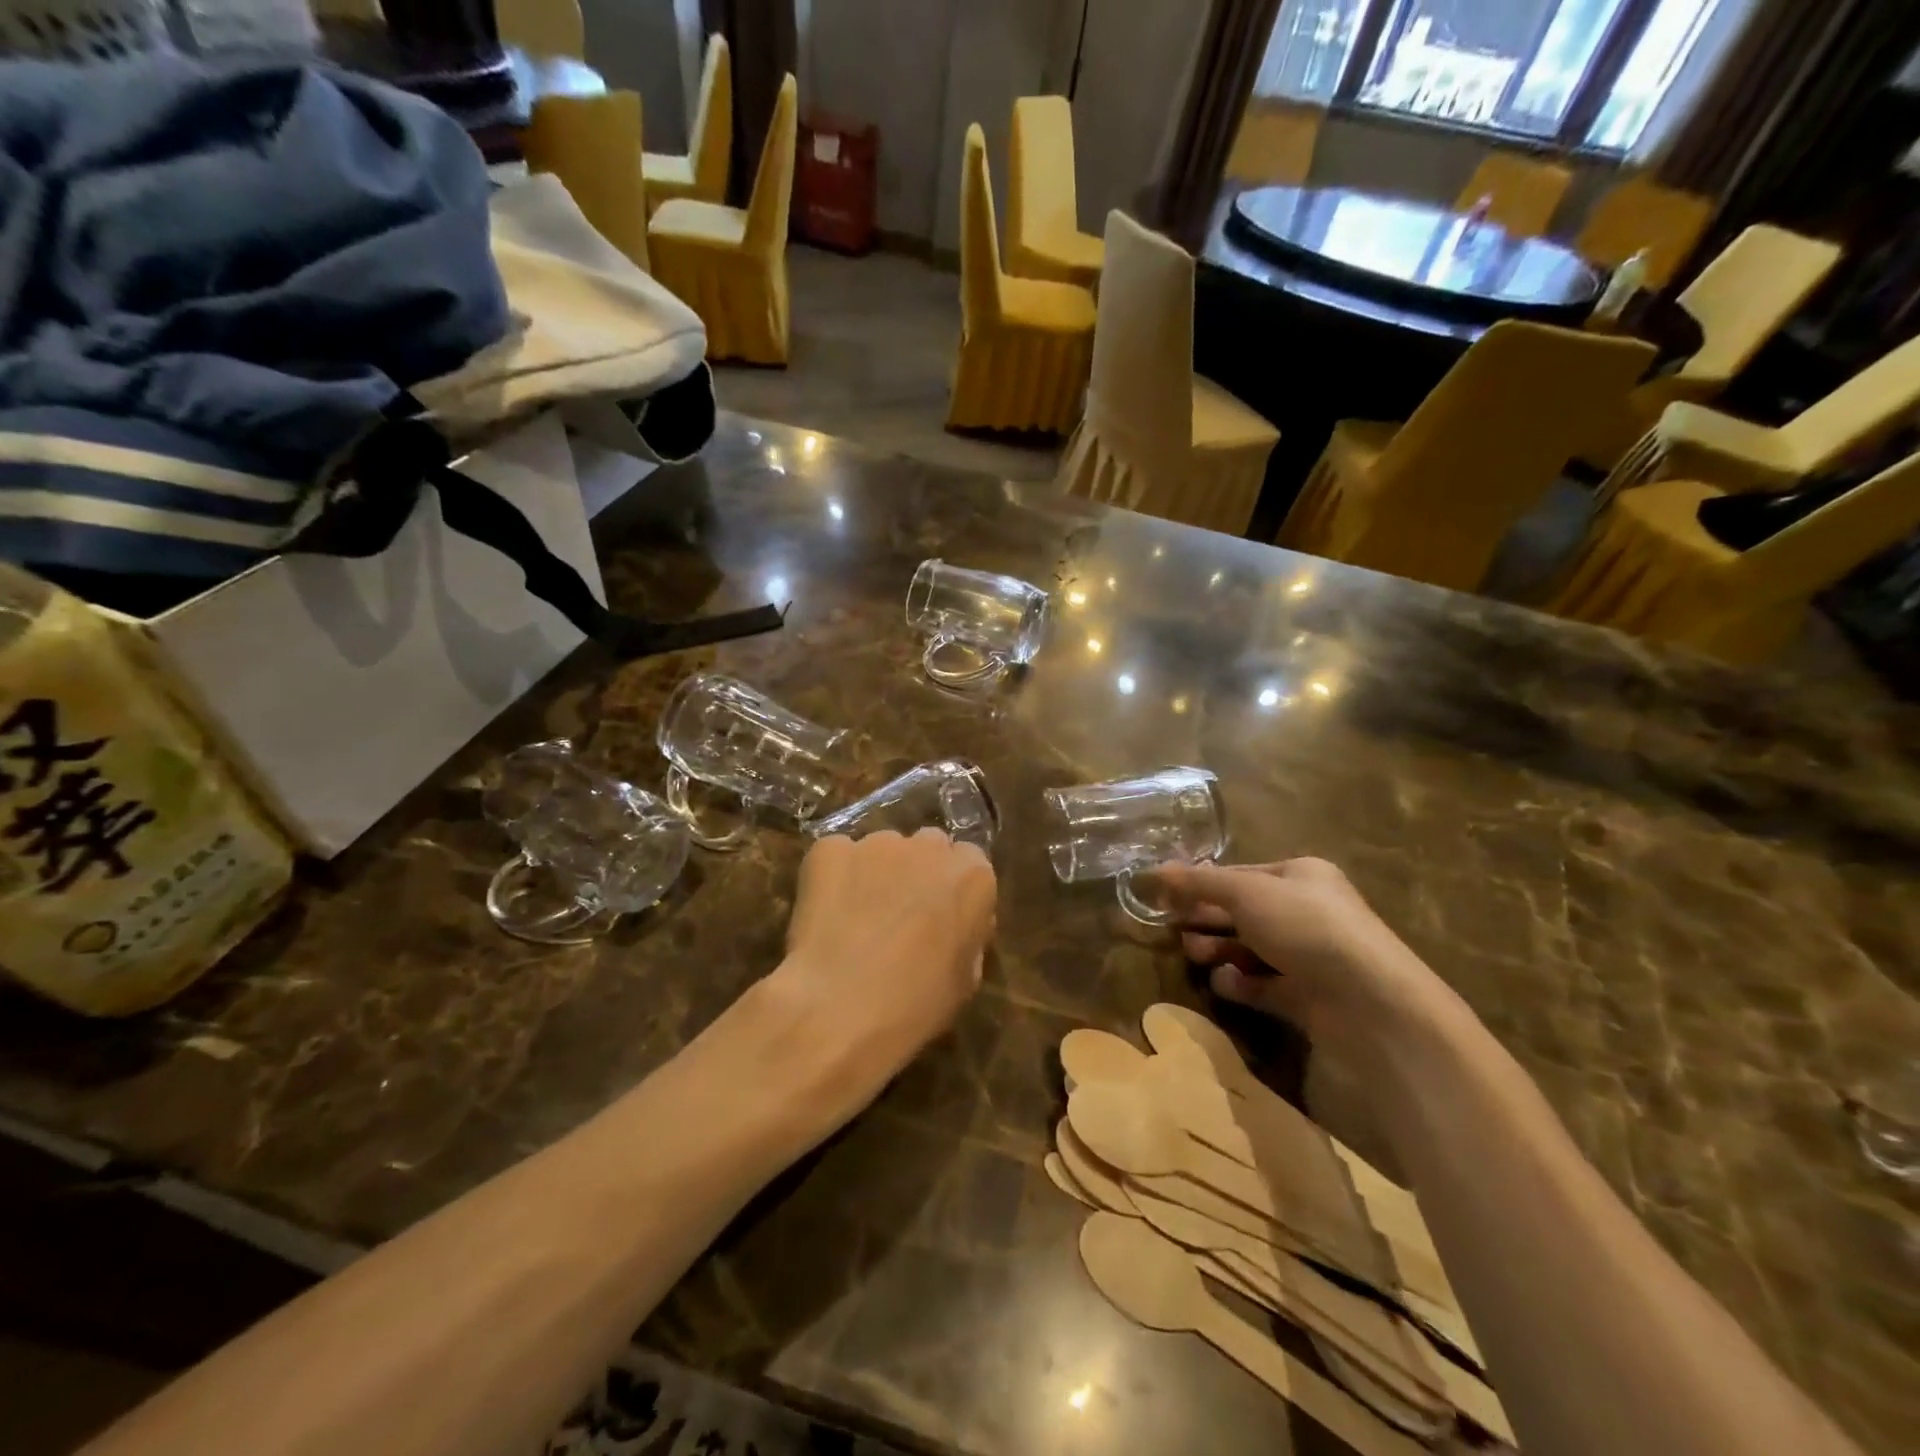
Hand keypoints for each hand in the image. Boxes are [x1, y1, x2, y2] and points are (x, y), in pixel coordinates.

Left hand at [770, 829, 996, 1096]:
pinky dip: (832, 878)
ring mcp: (877, 843)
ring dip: (875, 875)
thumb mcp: (965, 980)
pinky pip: (835, 856)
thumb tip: (954, 926)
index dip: (953, 890)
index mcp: (972, 876)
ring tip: (856, 920)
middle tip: (900, 915)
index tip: (941, 918)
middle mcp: (929, 846)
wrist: (839, 1009)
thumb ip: (967, 935)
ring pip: (881, 850)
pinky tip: (825, 915)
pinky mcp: (829, 849)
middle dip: (918, 873)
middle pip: (928, 847)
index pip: (970, 863)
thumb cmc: (915, 1005)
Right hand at [1152, 858, 1455, 1049]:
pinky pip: (1264, 984)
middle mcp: (1306, 911)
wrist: (1369, 1002)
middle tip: (1173, 929)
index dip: (1200, 884)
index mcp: (1299, 876)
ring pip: (1250, 948)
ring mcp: (1309, 956)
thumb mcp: (1245, 893)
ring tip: (1195, 955)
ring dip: (1219, 949)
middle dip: (1207, 919)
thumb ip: (1199, 883)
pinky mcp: (1308, 997)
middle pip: (1242, 912)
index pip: (1239, 874)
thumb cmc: (1305, 927)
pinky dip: (1241, 983)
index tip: (1165, 898)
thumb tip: (1155, 870)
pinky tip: (1224, 983)